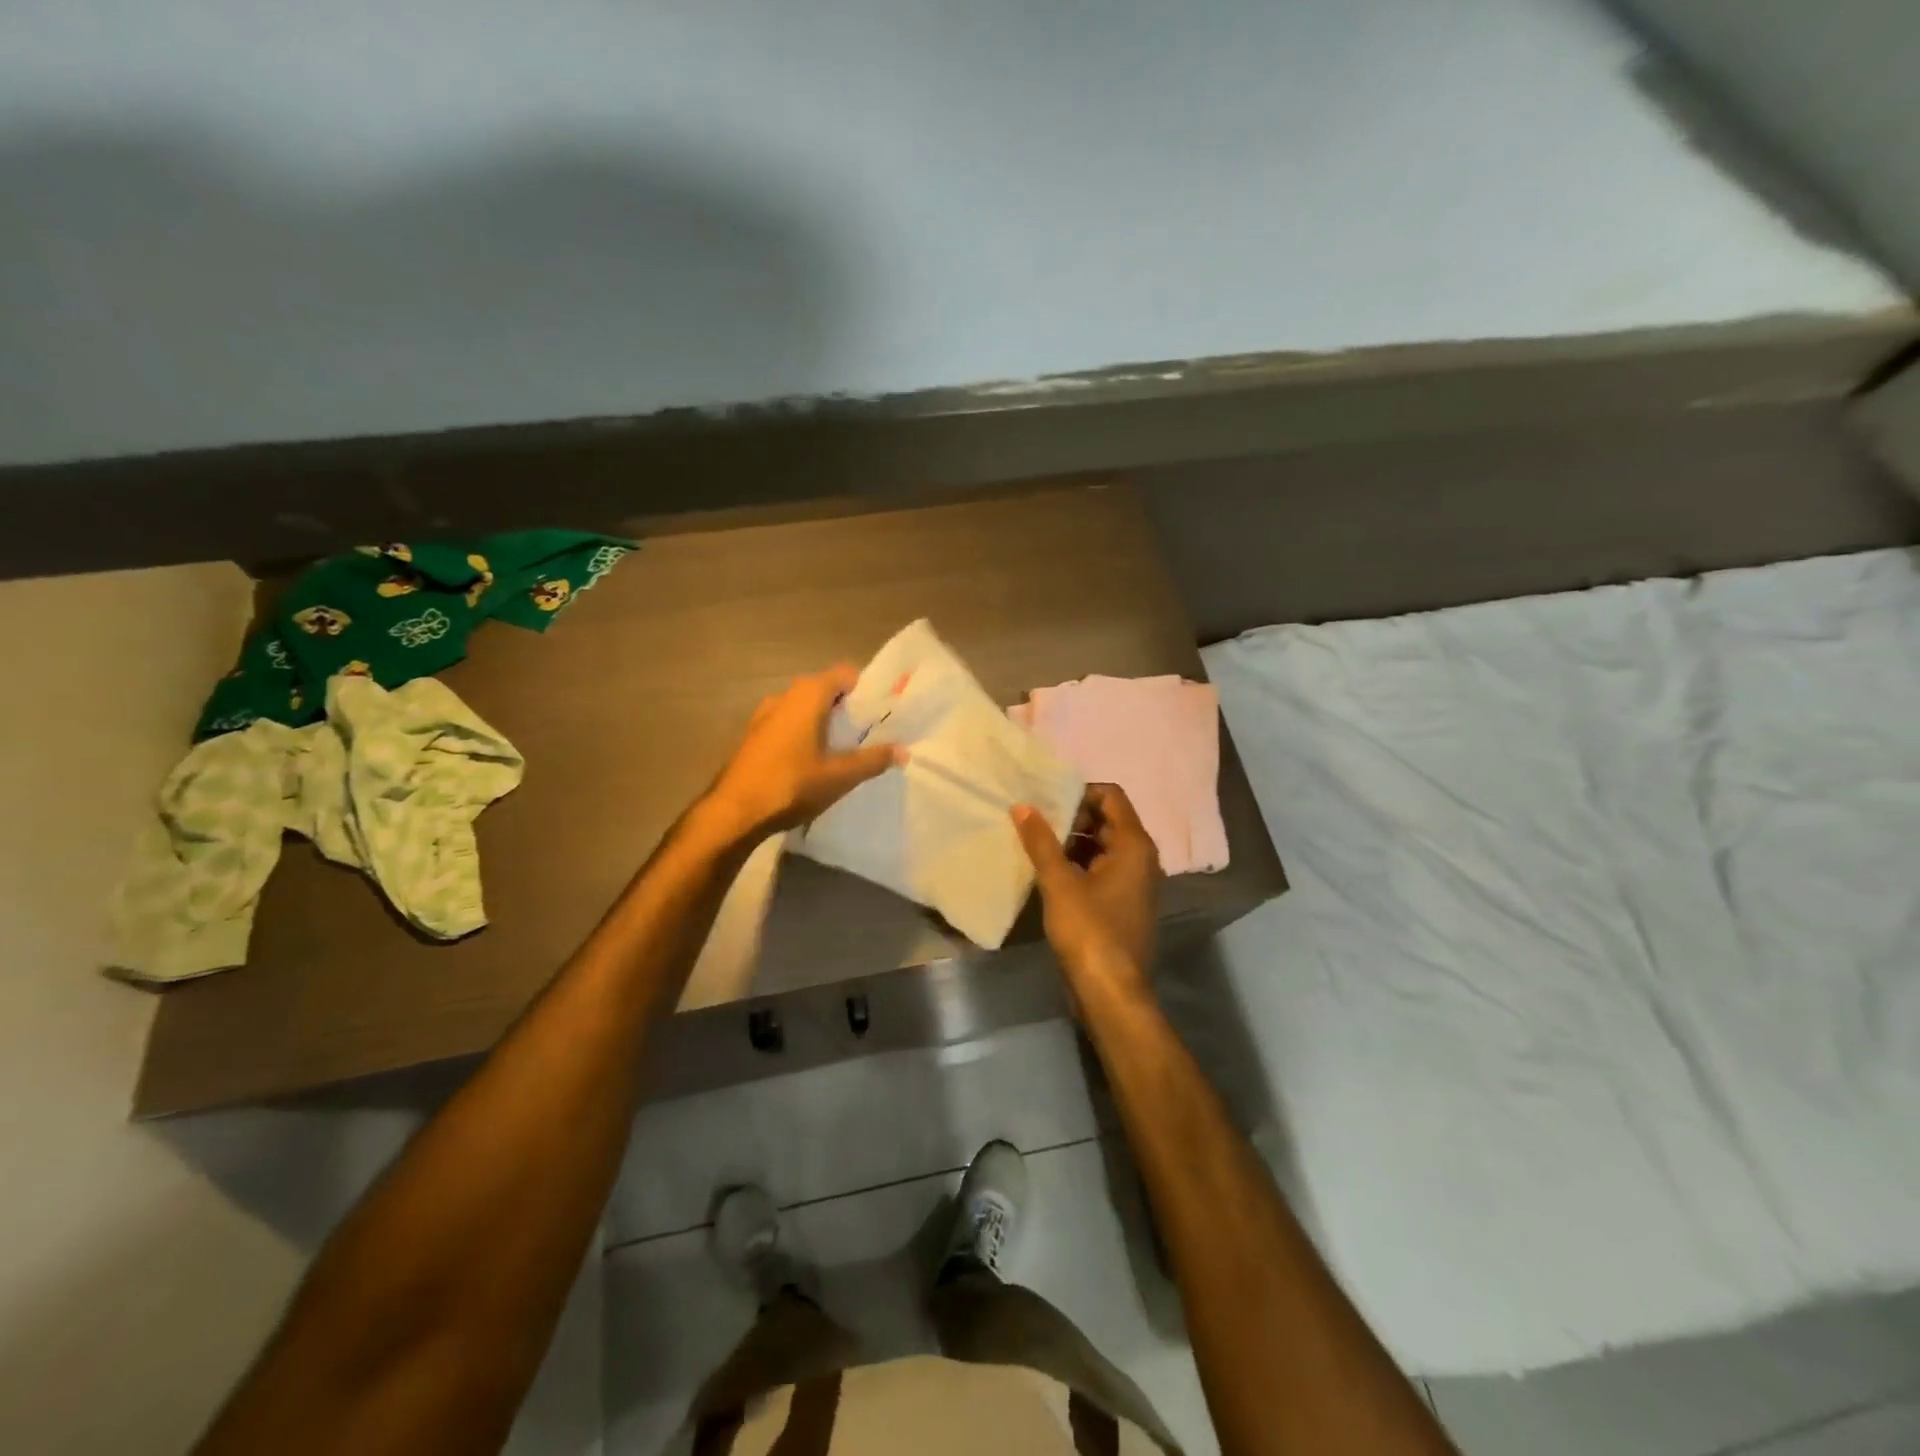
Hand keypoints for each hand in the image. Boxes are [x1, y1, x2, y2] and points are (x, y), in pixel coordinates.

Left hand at [704, 666, 901, 841]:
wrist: (733, 812)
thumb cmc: (791, 786)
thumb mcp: (840, 776)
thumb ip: (873, 760)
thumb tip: (903, 751)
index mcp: (808, 695)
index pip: (845, 674)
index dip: (866, 689)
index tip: (883, 712)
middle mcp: (785, 696)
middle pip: (825, 690)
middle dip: (848, 708)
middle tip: (869, 734)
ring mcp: (764, 715)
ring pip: (805, 708)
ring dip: (825, 723)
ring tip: (844, 750)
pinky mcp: (753, 736)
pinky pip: (788, 724)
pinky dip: (804, 734)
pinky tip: (813, 762)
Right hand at [1012, 783, 1159, 991]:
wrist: (1110, 992)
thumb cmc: (1089, 931)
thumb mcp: (1059, 883)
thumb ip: (1040, 841)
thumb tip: (1022, 806)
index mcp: (1134, 845)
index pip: (1111, 796)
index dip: (1080, 792)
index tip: (1047, 802)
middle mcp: (1141, 858)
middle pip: (1107, 820)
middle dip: (1071, 817)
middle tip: (1034, 822)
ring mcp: (1134, 883)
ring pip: (1102, 846)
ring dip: (1072, 842)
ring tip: (1035, 844)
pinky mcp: (1122, 904)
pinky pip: (1101, 870)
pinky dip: (1078, 865)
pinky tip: (1048, 873)